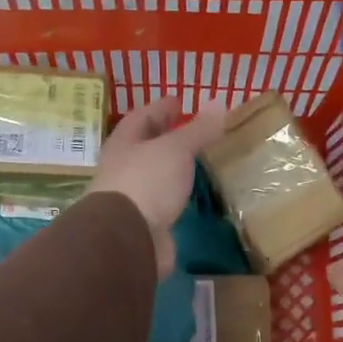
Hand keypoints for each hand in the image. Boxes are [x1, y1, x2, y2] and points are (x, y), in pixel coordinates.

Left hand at [87, 96, 228, 277]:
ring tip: (198, 160)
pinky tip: (192, 194)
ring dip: (173, 167)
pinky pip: (164, 201)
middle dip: (166, 136)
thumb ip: (198, 129)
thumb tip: (219, 102)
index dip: (161, 107)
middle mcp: (123, 168)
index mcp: (124, 143)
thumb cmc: (146, 182)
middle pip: (146, 146)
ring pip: (155, 175)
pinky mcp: (145, 223)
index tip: (179, 101)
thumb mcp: (176, 149)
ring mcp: (133, 197)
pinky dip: (177, 194)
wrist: (128, 239)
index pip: (142, 117)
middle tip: (193, 130)